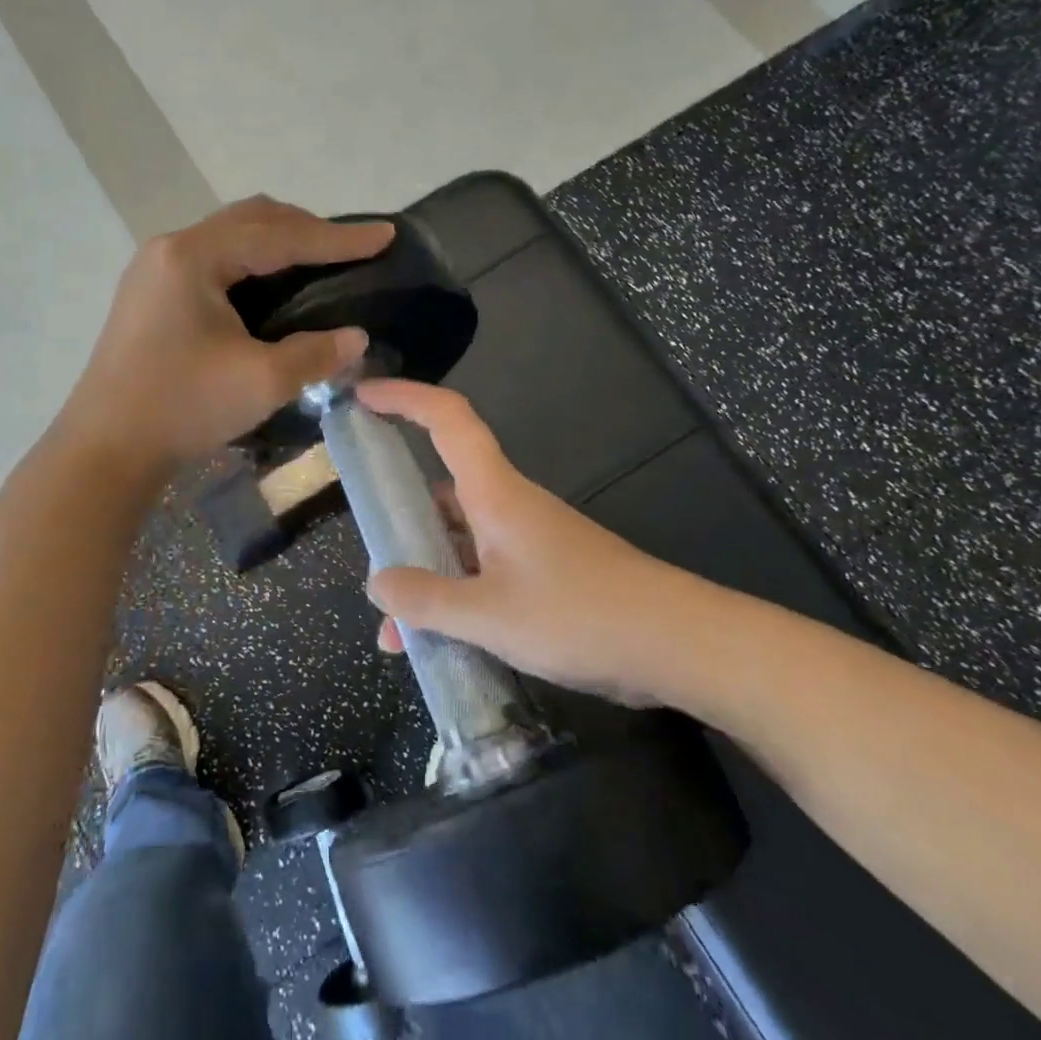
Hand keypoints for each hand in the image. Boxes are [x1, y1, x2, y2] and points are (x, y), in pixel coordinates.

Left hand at [61, 197, 394, 476]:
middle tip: (350, 248)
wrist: (105, 449)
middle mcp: (171, 249)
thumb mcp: (261, 381)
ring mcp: (155, 270)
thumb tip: (356, 337)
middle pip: (251, 220)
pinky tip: (270, 285)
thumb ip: (316, 352)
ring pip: (229, 236)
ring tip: (318, 259)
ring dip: (277, 241)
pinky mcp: (150, 294)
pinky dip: (250, 262)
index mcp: (194, 257)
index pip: (279, 235)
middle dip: (306, 229)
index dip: (337, 238)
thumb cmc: (182, 407)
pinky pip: (212, 259)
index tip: (384, 236)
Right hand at [360, 379, 694, 707]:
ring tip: (393, 626)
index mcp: (494, 493)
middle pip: (442, 487)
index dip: (403, 397)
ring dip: (426, 571)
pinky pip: (483, 571)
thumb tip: (377, 583)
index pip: (445, 419)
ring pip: (460, 539)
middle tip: (367, 545)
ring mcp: (527, 540)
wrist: (678, 643)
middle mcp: (507, 506)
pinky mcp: (544, 572)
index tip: (362, 396)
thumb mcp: (491, 615)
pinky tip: (440, 643)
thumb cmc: (581, 614)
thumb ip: (427, 600)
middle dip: (400, 513)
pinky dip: (456, 596)